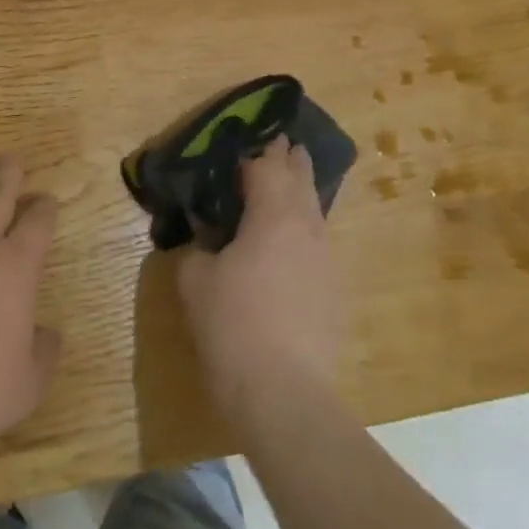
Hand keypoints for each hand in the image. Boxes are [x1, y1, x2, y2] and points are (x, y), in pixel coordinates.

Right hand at [177, 137, 342, 423]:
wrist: (285, 393)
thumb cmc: (233, 324)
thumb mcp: (195, 279)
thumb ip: (198, 246)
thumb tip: (204, 236)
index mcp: (273, 213)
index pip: (267, 165)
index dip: (256, 149)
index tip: (249, 135)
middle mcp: (307, 226)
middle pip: (301, 178)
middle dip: (289, 159)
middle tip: (279, 143)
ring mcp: (325, 258)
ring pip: (314, 209)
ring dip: (300, 191)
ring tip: (286, 183)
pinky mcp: (333, 289)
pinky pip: (316, 240)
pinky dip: (303, 226)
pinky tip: (290, 240)